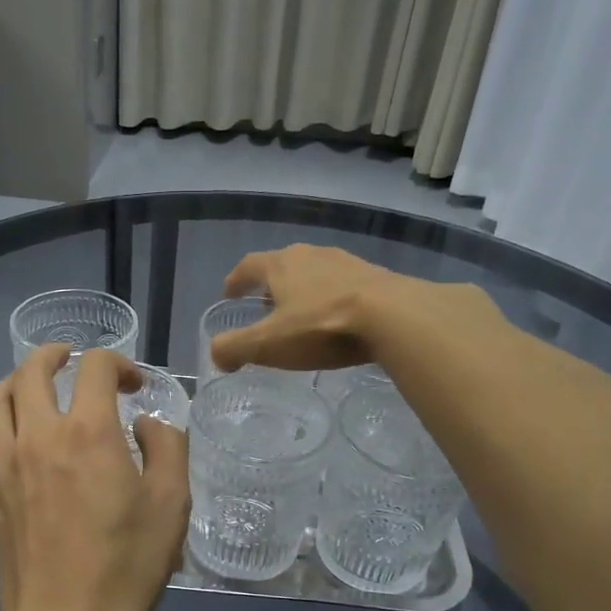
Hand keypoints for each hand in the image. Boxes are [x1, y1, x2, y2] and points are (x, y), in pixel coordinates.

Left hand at [0, 345, 190, 610]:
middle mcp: (38, 434)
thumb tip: (145, 425)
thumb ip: (166, 447)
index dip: (119, 362)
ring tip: (38, 388)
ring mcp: (4, 463)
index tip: (134, 384)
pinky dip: (4, 425)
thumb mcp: (172, 503)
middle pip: (32, 368)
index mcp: (88, 431)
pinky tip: (21, 442)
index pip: (95, 366)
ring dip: (20, 381)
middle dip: (57, 354)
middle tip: (74, 361)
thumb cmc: (127, 562)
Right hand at [210, 244, 501, 373]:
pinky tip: (338, 319)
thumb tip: (217, 355)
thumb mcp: (268, 344)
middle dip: (271, 285)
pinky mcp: (376, 277)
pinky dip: (332, 299)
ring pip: (315, 273)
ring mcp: (347, 263)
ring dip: (303, 290)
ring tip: (302, 314)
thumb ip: (234, 348)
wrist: (393, 316)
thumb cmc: (322, 326)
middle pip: (283, 265)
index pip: (249, 266)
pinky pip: (344, 286)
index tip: (229, 294)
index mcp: (281, 265)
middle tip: (265, 307)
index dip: (236, 280)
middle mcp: (312, 255)